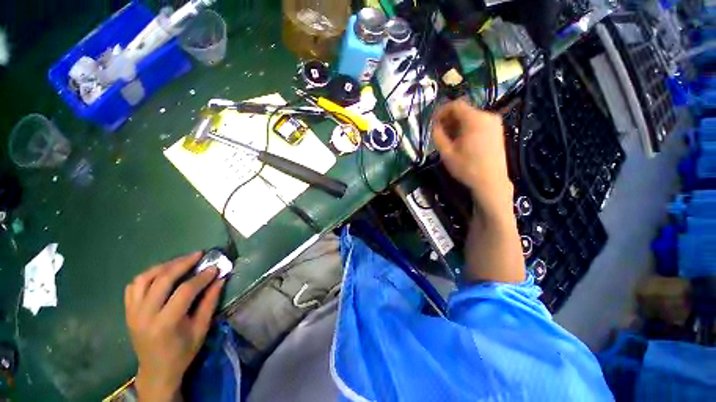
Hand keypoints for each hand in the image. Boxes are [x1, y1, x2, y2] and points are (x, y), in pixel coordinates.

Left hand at [125, 252, 225, 401]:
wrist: (156, 370)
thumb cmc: (182, 352)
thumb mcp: (201, 329)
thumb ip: (210, 302)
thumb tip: (220, 279)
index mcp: (166, 323)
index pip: (185, 291)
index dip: (202, 277)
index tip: (215, 267)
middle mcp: (145, 315)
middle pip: (162, 280)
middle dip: (183, 263)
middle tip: (199, 254)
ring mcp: (133, 312)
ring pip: (144, 279)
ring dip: (164, 266)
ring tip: (180, 261)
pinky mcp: (128, 311)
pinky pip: (134, 286)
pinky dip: (148, 275)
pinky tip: (161, 273)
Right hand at [433, 100, 512, 212]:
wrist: (491, 182)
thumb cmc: (467, 168)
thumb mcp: (446, 153)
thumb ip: (438, 135)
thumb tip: (434, 125)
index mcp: (475, 119)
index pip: (456, 104)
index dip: (441, 111)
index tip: (433, 122)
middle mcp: (488, 116)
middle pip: (464, 110)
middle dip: (449, 119)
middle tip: (439, 132)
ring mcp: (494, 123)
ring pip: (470, 117)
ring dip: (457, 124)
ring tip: (448, 138)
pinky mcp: (497, 131)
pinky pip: (478, 123)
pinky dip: (466, 128)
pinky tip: (461, 141)